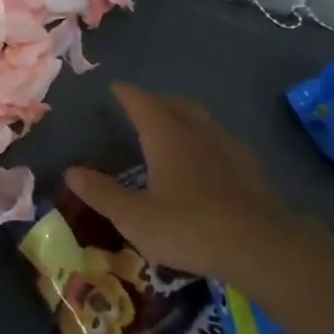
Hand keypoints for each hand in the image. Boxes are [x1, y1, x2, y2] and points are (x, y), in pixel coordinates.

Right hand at [65, 84, 323, 284]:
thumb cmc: (190, 227)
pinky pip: (221, 141)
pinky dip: (205, 140)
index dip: (127, 94)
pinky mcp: (251, 168)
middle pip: (176, 105)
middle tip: (143, 106)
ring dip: (184, 117)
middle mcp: (198, 132)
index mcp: (167, 136)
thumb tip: (70, 171)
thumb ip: (102, 193)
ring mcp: (229, 147)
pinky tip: (207, 160)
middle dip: (157, 101)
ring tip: (174, 128)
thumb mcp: (135, 217)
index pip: (142, 103)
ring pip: (202, 120)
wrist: (262, 246)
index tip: (117, 87)